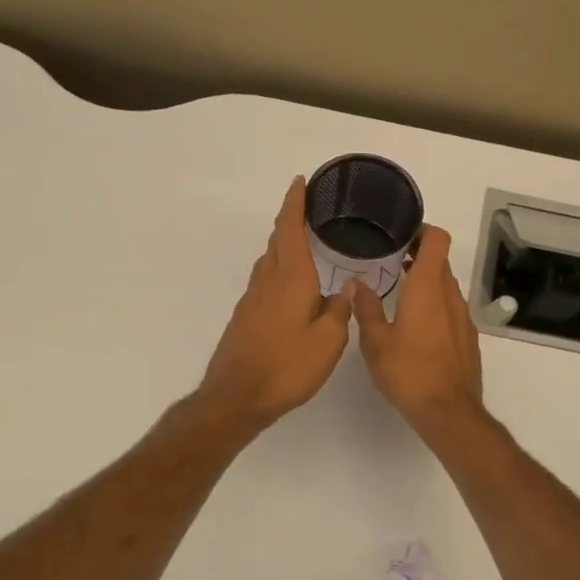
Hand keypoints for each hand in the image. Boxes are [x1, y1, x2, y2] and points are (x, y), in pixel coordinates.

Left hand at [199, 177, 354, 433]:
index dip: (295, 204)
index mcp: (291, 279)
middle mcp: (267, 282)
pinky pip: (265, 283)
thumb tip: (342, 290)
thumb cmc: (287, 367)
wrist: (237, 396)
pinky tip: (291, 290)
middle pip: (277, 242)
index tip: (300, 182)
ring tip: (303, 247)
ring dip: (283, 248)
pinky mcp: (245, 319)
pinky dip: (279, 273)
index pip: (290, 229)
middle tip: (307, 212)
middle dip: (290, 222)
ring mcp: (252, 301)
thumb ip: (338, 312)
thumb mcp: (328, 342)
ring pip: (269, 263)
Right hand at [352, 225, 486, 440]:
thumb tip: (356, 283)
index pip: (437, 239)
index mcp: (427, 288)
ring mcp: (462, 316)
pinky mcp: (467, 337)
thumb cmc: (408, 372)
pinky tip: (416, 325)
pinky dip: (435, 305)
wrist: (448, 411)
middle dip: (418, 255)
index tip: (400, 234)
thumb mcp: (375, 341)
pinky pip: (451, 308)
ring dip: (426, 282)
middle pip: (440, 260)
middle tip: (390, 260)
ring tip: (399, 292)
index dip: (422, 230)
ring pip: (446, 286)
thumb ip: (366, 308)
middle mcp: (449, 295)